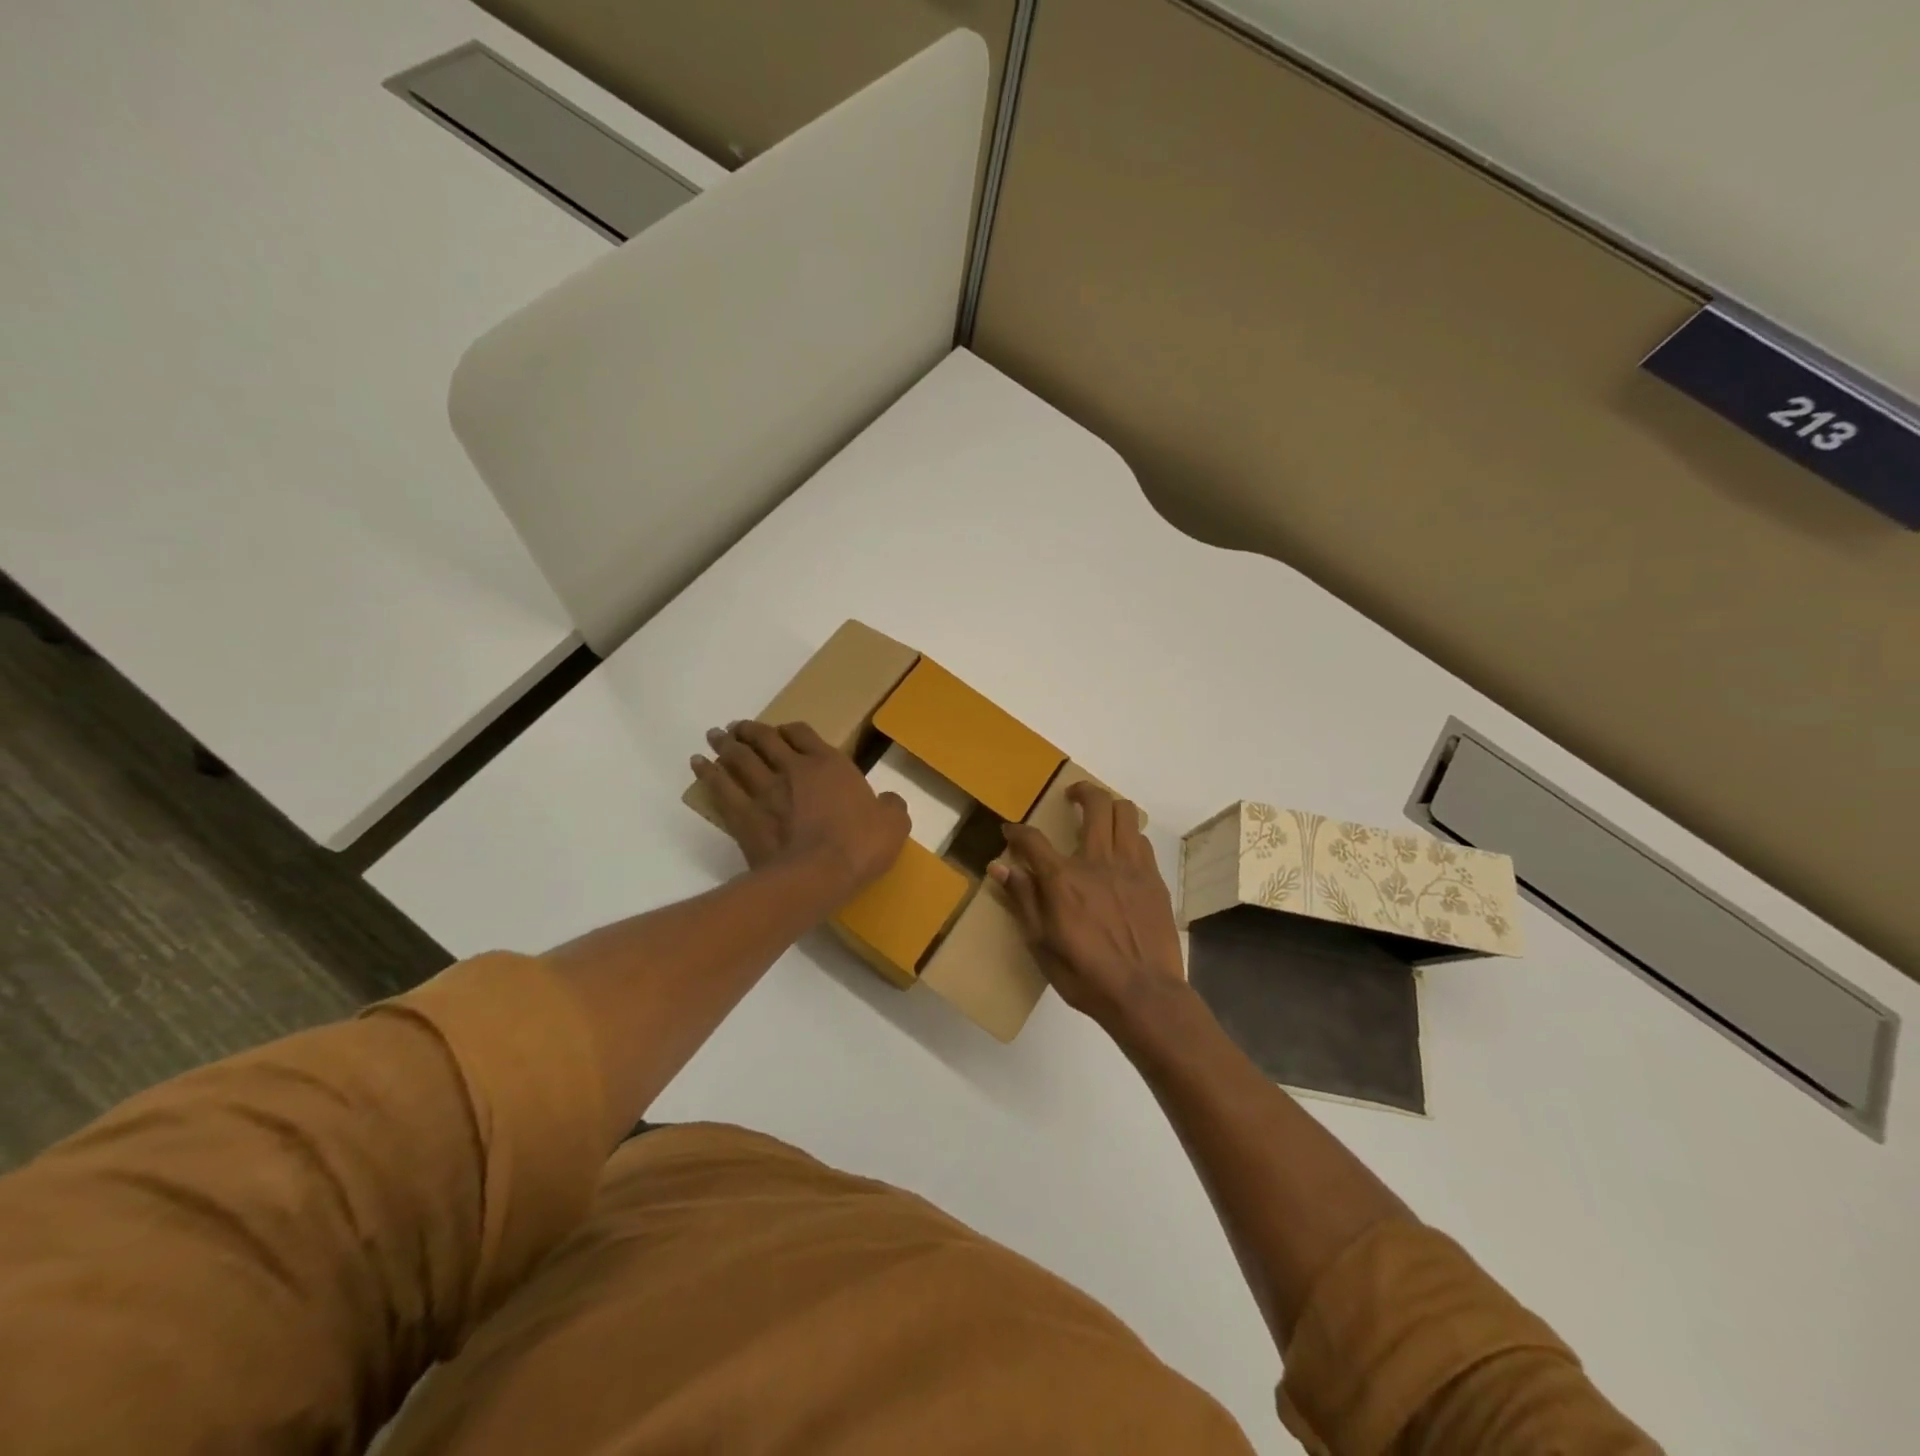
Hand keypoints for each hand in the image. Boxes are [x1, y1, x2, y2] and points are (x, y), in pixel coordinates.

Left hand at [693, 721, 908, 901]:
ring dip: (726, 744)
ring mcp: (764, 791)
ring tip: (716, 736)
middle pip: (765, 740)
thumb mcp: (893, 824)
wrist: (817, 875)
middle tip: (738, 727)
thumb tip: (888, 802)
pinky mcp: (743, 816)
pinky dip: (707, 773)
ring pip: (739, 758)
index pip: (804, 734)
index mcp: (829, 765)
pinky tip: (699, 764)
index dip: (791, 730)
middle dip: (751, 731)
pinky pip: (720, 787)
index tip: (784, 732)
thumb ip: (891, 807)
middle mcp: (793, 769)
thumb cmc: (859, 846)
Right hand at [989, 782, 1187, 1032]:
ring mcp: (1131, 867)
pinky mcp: (1154, 879)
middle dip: (1080, 791)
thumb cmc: (1085, 974)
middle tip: (1071, 797)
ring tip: (1100, 817)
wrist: (1144, 994)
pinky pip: (1142, 840)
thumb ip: (1023, 899)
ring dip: (1110, 806)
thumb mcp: (1041, 943)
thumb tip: (999, 866)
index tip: (1010, 831)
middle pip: (1095, 804)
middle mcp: (1098, 861)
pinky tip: (1122, 850)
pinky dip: (1128, 835)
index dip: (1017, 831)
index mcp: (1064, 879)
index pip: (1033, 840)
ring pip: (1126, 813)